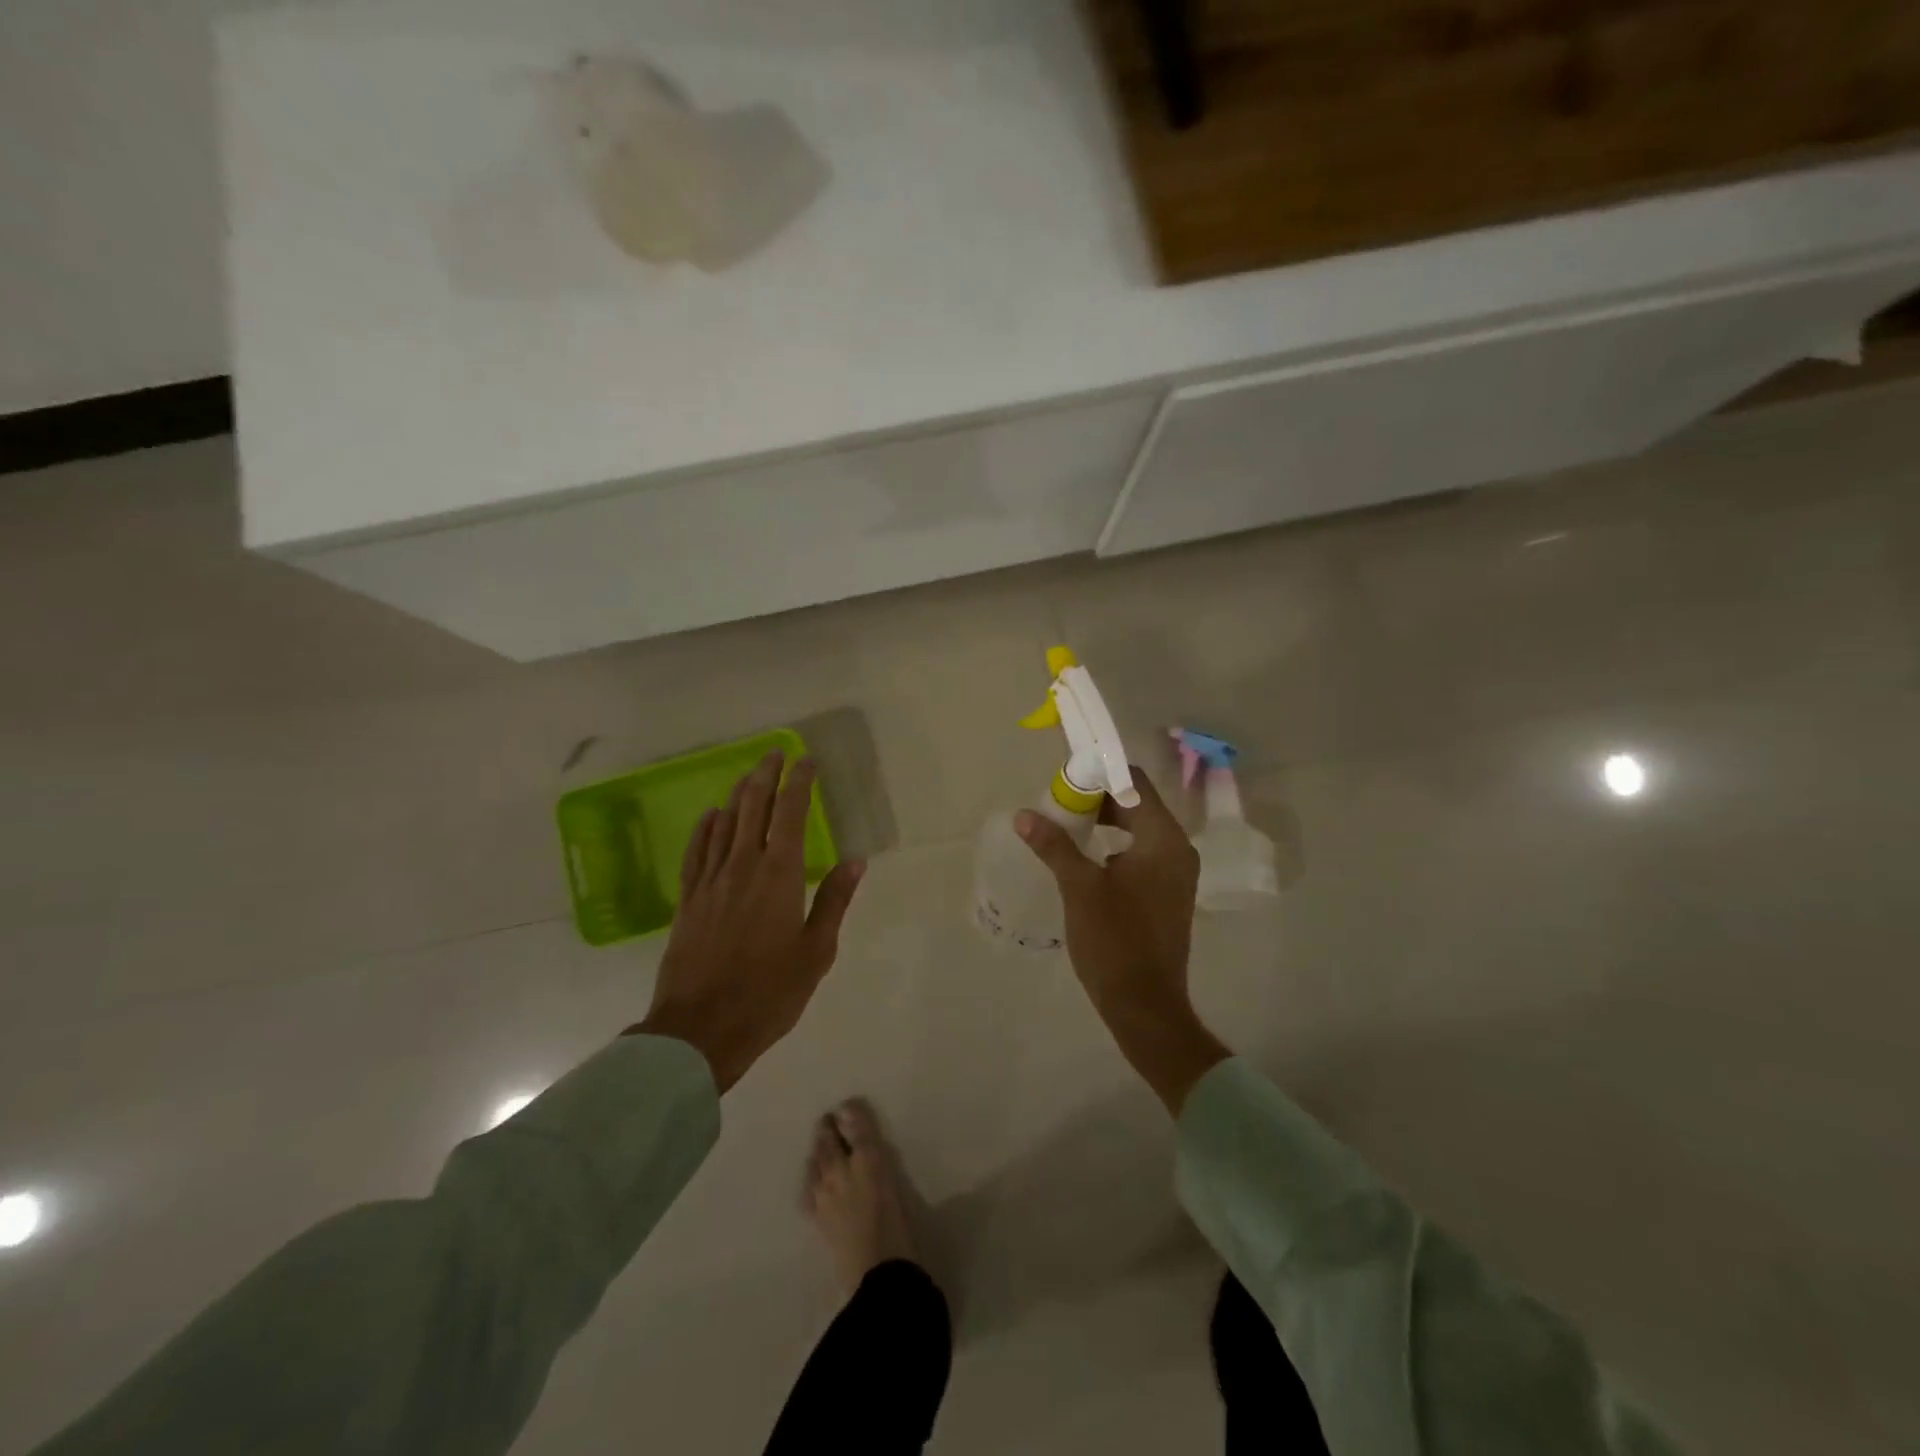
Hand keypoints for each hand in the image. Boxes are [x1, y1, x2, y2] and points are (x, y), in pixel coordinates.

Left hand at [631, 752, 864, 1091]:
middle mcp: (742, 866)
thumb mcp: (816, 951)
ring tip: (749, 775)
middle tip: (774, 754)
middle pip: (752, 807)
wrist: (700, 1029)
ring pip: (724, 824)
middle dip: (765, 776)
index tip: (805, 761)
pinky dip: (705, 829)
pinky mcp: (687, 900)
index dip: (798, 783)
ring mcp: (710, 881)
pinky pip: (696, 852)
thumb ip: (834, 900)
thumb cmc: (769, 992)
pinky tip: (711, 816)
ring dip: (738, 795)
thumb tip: (856, 859)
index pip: (789, 814)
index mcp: (779, 875)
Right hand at [1017, 771, 1229, 1114]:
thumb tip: (1024, 815)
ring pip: (1138, 830)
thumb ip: (1054, 845)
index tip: (1064, 778)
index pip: (1133, 783)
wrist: (1145, 1006)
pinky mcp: (1168, 893)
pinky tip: (1084, 858)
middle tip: (1058, 803)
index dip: (1099, 774)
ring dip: (1104, 823)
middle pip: (1137, 804)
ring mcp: (1176, 873)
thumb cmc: (1114, 941)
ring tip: (1065, 827)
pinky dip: (1115, 846)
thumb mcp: (1079, 888)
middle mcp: (1177, 849)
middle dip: (1097, 799)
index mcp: (1163, 839)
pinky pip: (1141, 853)